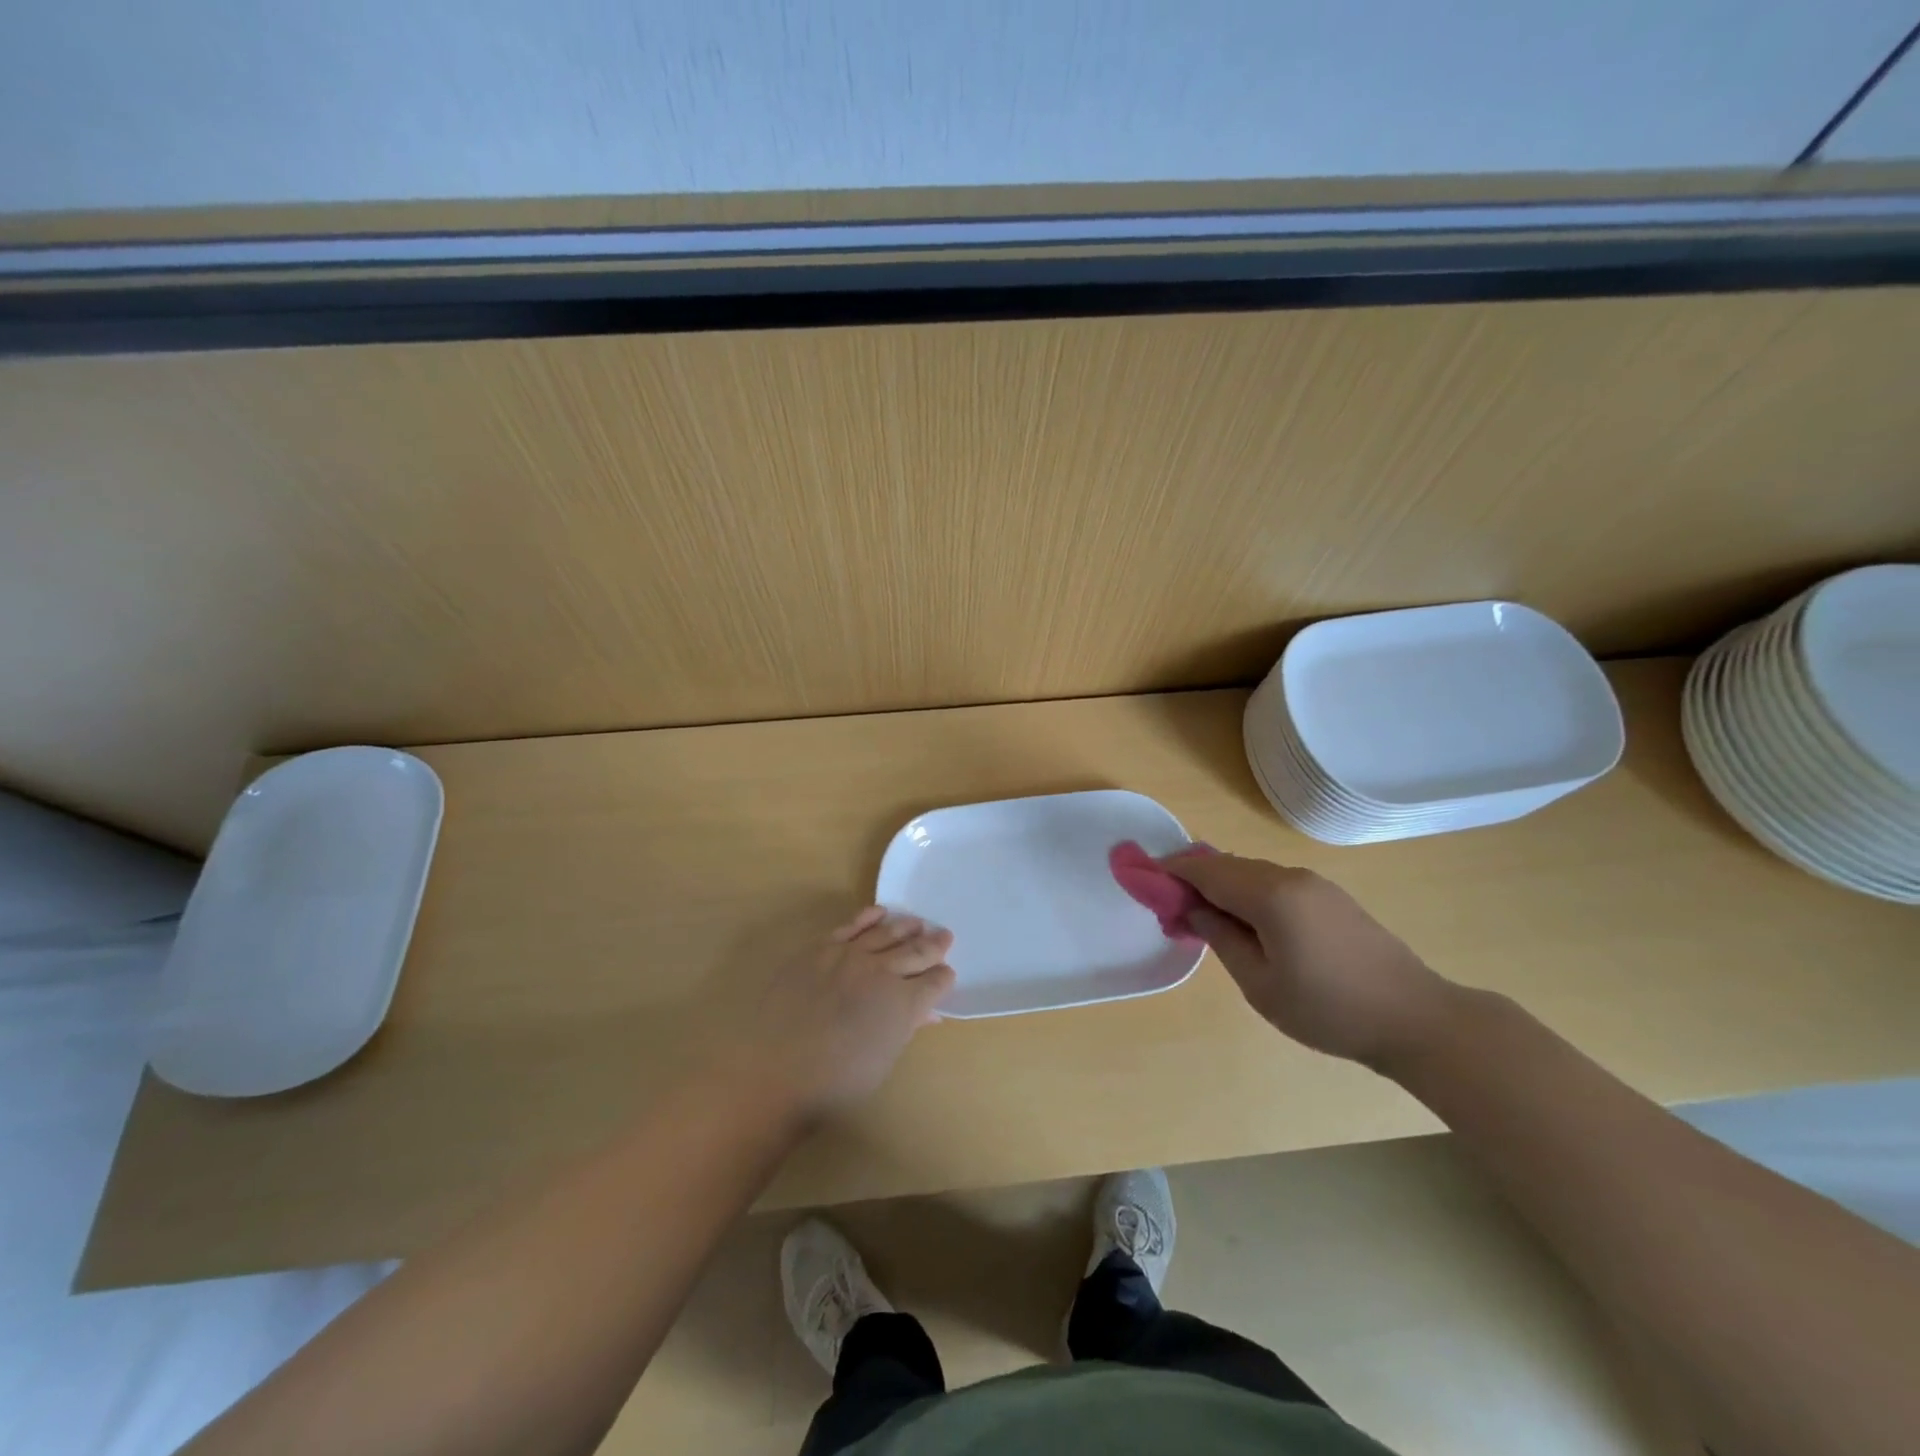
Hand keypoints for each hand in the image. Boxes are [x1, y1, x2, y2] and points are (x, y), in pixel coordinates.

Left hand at [736, 908, 954, 1119]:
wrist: (776, 1071)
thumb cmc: (835, 1083)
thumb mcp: (882, 1060)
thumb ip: (906, 1028)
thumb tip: (928, 1013)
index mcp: (904, 1003)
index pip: (935, 982)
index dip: (943, 978)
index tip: (945, 974)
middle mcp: (883, 972)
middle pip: (916, 951)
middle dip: (934, 945)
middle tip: (944, 936)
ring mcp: (851, 955)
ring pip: (887, 932)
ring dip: (906, 927)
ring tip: (917, 923)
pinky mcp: (822, 948)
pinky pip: (852, 925)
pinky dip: (868, 917)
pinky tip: (880, 913)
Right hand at [1159, 851, 1457, 1068]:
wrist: (1416, 1020)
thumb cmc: (1328, 1008)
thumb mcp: (1259, 983)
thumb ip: (1220, 937)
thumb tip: (1192, 908)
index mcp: (1270, 894)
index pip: (1206, 870)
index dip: (1171, 871)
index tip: (1143, 881)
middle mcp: (1290, 876)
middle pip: (1227, 866)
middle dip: (1193, 881)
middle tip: (1171, 912)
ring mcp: (1315, 884)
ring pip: (1251, 873)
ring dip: (1221, 888)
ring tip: (1204, 922)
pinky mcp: (1331, 897)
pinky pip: (1275, 884)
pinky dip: (1248, 894)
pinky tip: (1245, 923)